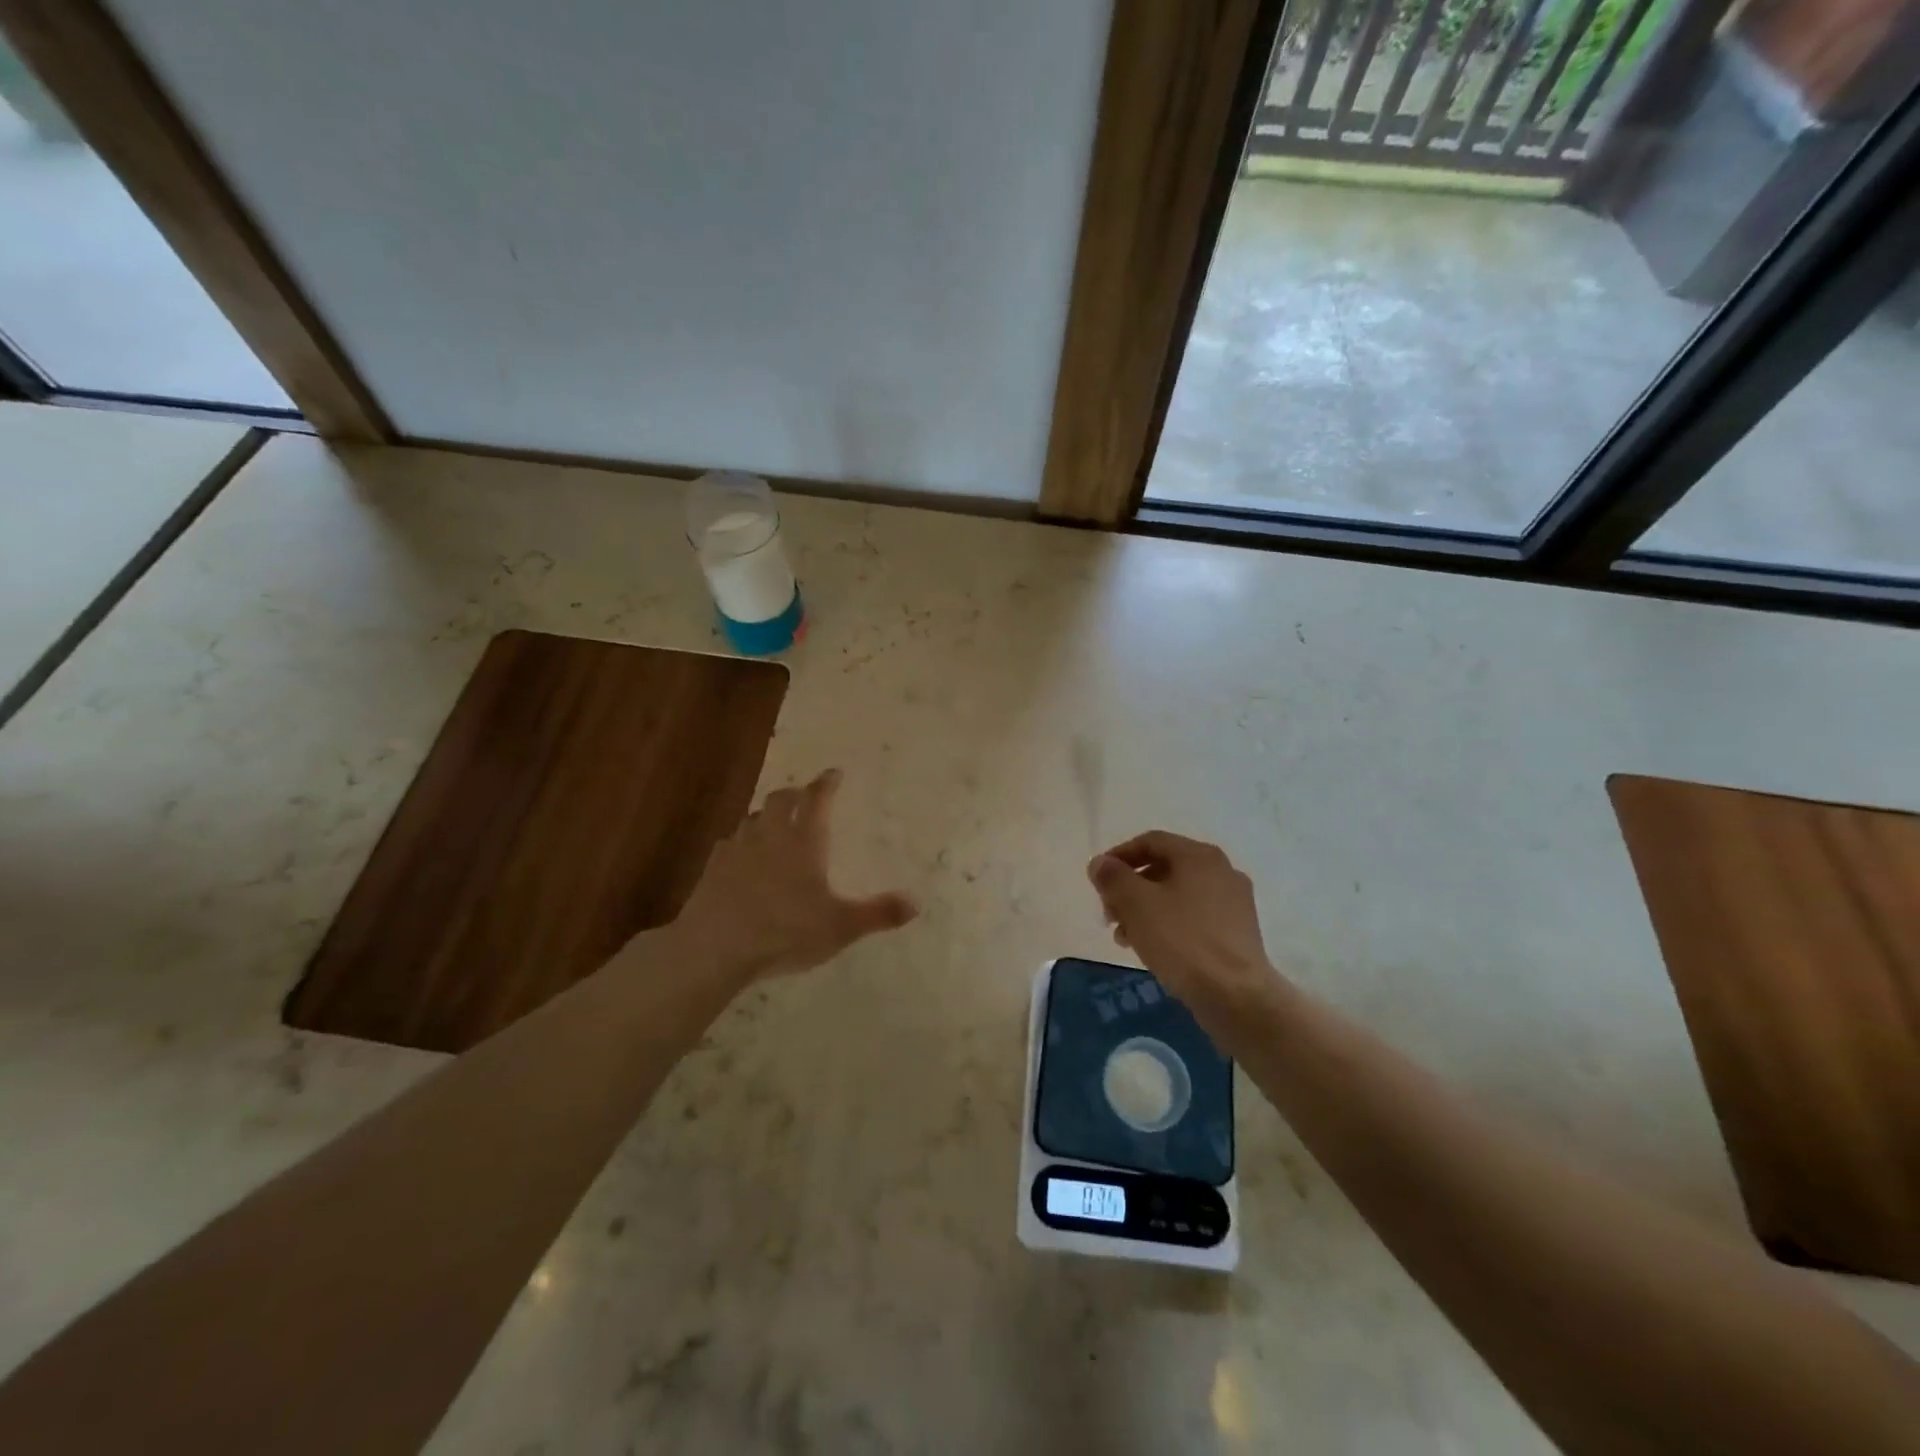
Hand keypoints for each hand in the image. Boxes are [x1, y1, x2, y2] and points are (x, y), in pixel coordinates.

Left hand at [675, 768, 916, 982]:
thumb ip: (878, 913)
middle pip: (782, 799)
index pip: (818, 800)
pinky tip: (742, 855)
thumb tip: (916, 902)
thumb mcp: (841, 927)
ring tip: (775, 821)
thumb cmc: (785, 931)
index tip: (833, 773)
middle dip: (796, 793)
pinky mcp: (713, 867)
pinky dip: (742, 841)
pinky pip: (731, 842)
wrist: (716, 947)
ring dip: (767, 814)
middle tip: (805, 795)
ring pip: (754, 818)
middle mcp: (771, 835)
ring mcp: (738, 849)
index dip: (827, 784)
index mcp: (804, 841)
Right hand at [1087, 832, 1280, 1015]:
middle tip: (1109, 913)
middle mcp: (1221, 870)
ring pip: (1178, 895)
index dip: (1118, 856)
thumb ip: (1112, 878)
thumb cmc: (1182, 941)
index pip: (1150, 841)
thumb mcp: (1136, 904)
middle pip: (1164, 868)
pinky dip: (1169, 925)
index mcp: (1199, 855)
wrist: (1236, 996)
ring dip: (1146, 909)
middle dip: (1130, 888)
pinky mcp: (1239, 932)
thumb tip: (1100, 863)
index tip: (1097, 879)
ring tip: (1125, 937)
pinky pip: (1194, 917)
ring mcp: (1234, 902)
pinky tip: (1153, 949)